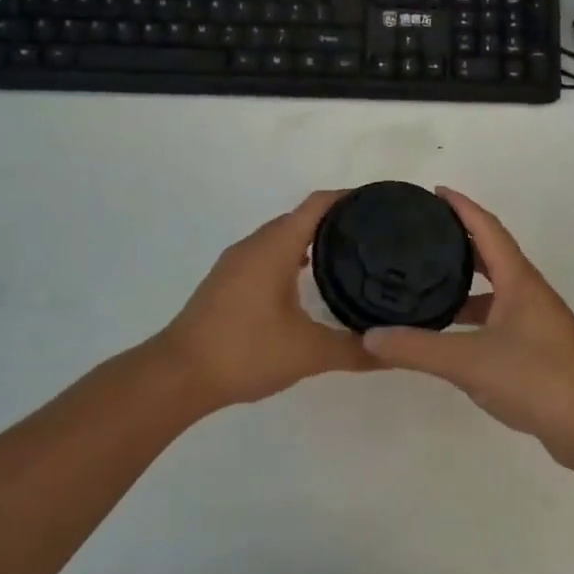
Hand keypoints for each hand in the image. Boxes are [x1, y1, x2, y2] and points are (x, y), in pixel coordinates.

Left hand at [154, 190, 375, 409]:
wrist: (178, 375)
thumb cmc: (245, 351)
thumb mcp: (308, 353)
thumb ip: (354, 350)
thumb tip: (395, 352)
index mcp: (275, 247)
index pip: (317, 204)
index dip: (348, 198)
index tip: (379, 204)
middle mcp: (254, 245)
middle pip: (300, 217)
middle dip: (335, 220)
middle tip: (373, 235)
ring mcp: (236, 263)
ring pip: (281, 237)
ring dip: (311, 240)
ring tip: (347, 256)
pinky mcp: (226, 281)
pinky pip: (267, 255)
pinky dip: (291, 257)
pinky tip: (306, 283)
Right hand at [361, 188, 573, 468]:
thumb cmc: (535, 378)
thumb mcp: (468, 361)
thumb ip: (417, 348)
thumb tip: (370, 336)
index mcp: (519, 280)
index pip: (488, 228)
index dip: (462, 207)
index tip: (435, 192)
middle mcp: (530, 293)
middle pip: (493, 254)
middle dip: (461, 240)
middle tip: (424, 235)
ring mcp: (537, 321)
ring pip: (496, 288)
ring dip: (467, 281)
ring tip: (428, 281)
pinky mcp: (538, 348)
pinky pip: (500, 315)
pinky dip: (474, 313)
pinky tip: (452, 332)